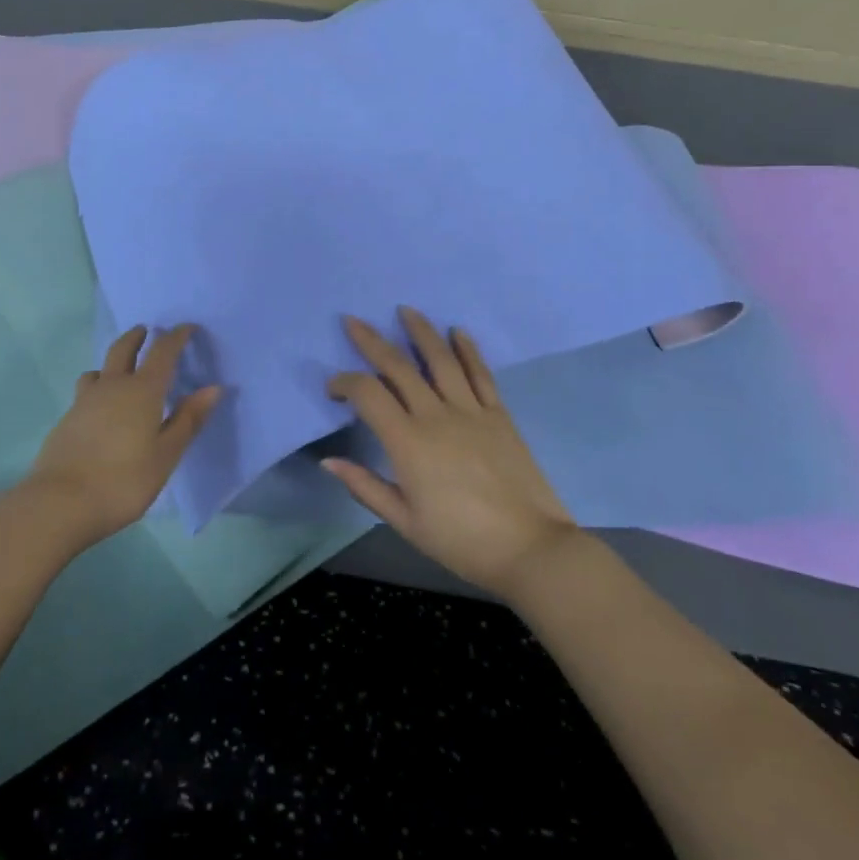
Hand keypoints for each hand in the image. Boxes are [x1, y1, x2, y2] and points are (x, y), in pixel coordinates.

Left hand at [26, 324, 219, 548]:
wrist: (60, 502)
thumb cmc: (124, 480)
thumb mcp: (166, 455)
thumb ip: (188, 420)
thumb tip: (213, 388)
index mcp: (142, 391)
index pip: (162, 352)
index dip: (176, 337)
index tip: (187, 328)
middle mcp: (112, 386)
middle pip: (123, 349)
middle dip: (137, 337)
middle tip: (146, 331)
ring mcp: (84, 401)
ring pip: (99, 370)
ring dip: (112, 362)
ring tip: (120, 371)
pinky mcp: (66, 420)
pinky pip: (86, 392)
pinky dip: (98, 388)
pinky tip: (101, 410)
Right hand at [322, 307, 588, 600]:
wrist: (530, 549)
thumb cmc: (461, 541)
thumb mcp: (405, 522)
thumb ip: (365, 487)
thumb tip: (328, 461)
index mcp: (408, 443)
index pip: (368, 394)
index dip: (345, 383)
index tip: (334, 388)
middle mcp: (436, 416)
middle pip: (399, 367)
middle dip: (372, 341)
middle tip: (353, 321)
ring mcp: (471, 411)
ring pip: (441, 360)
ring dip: (421, 331)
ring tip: (406, 310)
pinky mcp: (499, 416)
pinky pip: (481, 374)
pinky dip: (468, 350)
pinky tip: (459, 331)